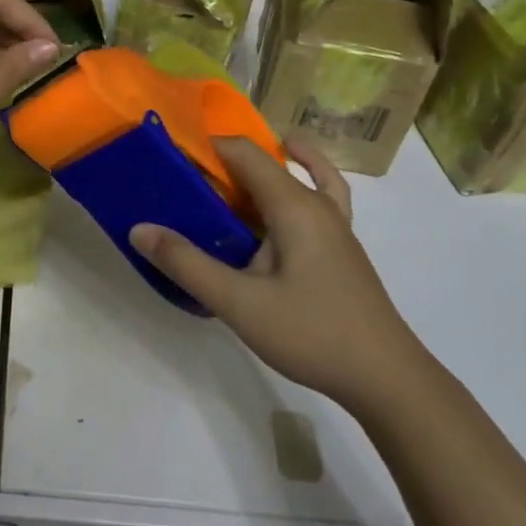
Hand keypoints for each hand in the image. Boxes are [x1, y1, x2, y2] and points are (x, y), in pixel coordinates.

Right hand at [129, 135, 427, 412]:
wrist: (386, 378)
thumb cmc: (312, 333)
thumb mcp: (238, 302)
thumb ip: (187, 264)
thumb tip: (139, 230)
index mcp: (294, 206)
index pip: (244, 152)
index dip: (206, 146)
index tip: (169, 158)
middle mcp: (316, 204)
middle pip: (265, 162)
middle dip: (222, 162)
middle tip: (180, 179)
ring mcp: (334, 225)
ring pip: (292, 178)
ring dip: (257, 172)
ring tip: (221, 179)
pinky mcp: (339, 246)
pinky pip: (320, 197)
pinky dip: (301, 183)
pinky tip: (283, 196)